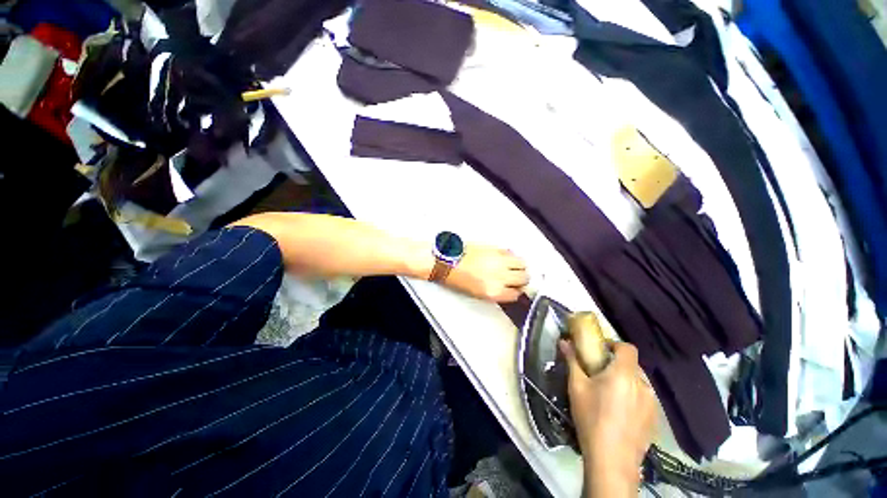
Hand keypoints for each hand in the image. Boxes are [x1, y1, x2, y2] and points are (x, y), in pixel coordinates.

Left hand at [444, 245, 528, 301]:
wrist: (446, 260)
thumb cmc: (456, 277)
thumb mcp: (477, 293)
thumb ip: (496, 291)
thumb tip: (507, 287)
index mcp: (493, 291)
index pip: (516, 294)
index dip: (515, 292)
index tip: (514, 289)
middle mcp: (500, 276)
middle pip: (524, 278)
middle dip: (522, 279)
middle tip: (516, 278)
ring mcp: (499, 261)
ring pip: (522, 263)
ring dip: (520, 266)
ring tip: (513, 267)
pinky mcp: (495, 248)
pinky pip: (511, 252)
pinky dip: (510, 256)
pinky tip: (503, 258)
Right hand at [560, 340, 656, 497]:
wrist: (612, 460)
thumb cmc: (591, 418)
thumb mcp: (576, 387)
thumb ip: (572, 361)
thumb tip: (564, 341)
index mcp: (624, 374)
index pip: (627, 348)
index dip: (615, 345)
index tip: (601, 351)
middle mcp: (642, 385)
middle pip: (632, 365)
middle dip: (616, 365)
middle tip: (600, 375)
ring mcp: (652, 403)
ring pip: (638, 383)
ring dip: (625, 382)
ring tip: (610, 396)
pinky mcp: (655, 420)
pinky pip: (644, 399)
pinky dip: (633, 398)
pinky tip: (620, 414)